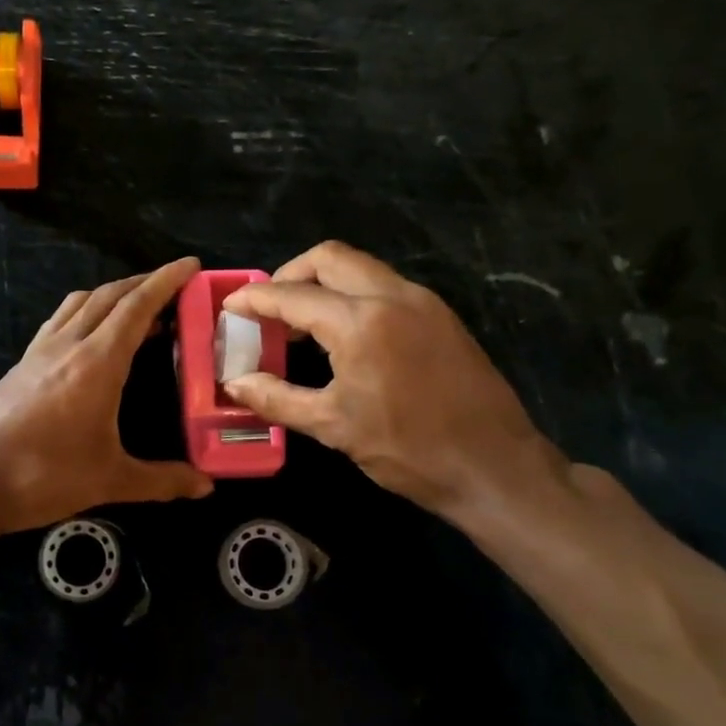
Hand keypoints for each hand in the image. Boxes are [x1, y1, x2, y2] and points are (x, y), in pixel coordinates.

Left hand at [0, 257, 213, 537]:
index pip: (137, 307)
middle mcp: (68, 345)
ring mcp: (39, 351)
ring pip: (80, 304)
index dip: (165, 281)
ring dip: (111, 295)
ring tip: (134, 305)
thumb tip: (206, 487)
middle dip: (143, 283)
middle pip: (109, 297)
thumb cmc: (43, 475)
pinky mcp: (20, 365)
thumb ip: (162, 480)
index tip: (190, 264)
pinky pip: (59, 321)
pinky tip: (87, 334)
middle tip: (172, 285)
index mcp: (97, 362)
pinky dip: (83, 312)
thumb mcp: (110, 480)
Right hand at [222, 242, 566, 521]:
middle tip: (269, 308)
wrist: (495, 467)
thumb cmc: (409, 450)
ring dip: (324, 282)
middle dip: (291, 274)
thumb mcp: (334, 426)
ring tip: (301, 322)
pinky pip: (384, 285)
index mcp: (361, 322)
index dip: (255, 299)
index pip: (293, 295)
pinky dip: (353, 295)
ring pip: (360, 267)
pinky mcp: (440, 315)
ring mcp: (422, 301)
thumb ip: (278, 398)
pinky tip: (343, 334)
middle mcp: (392, 296)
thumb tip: (236, 384)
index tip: (230, 305)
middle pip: (329, 258)